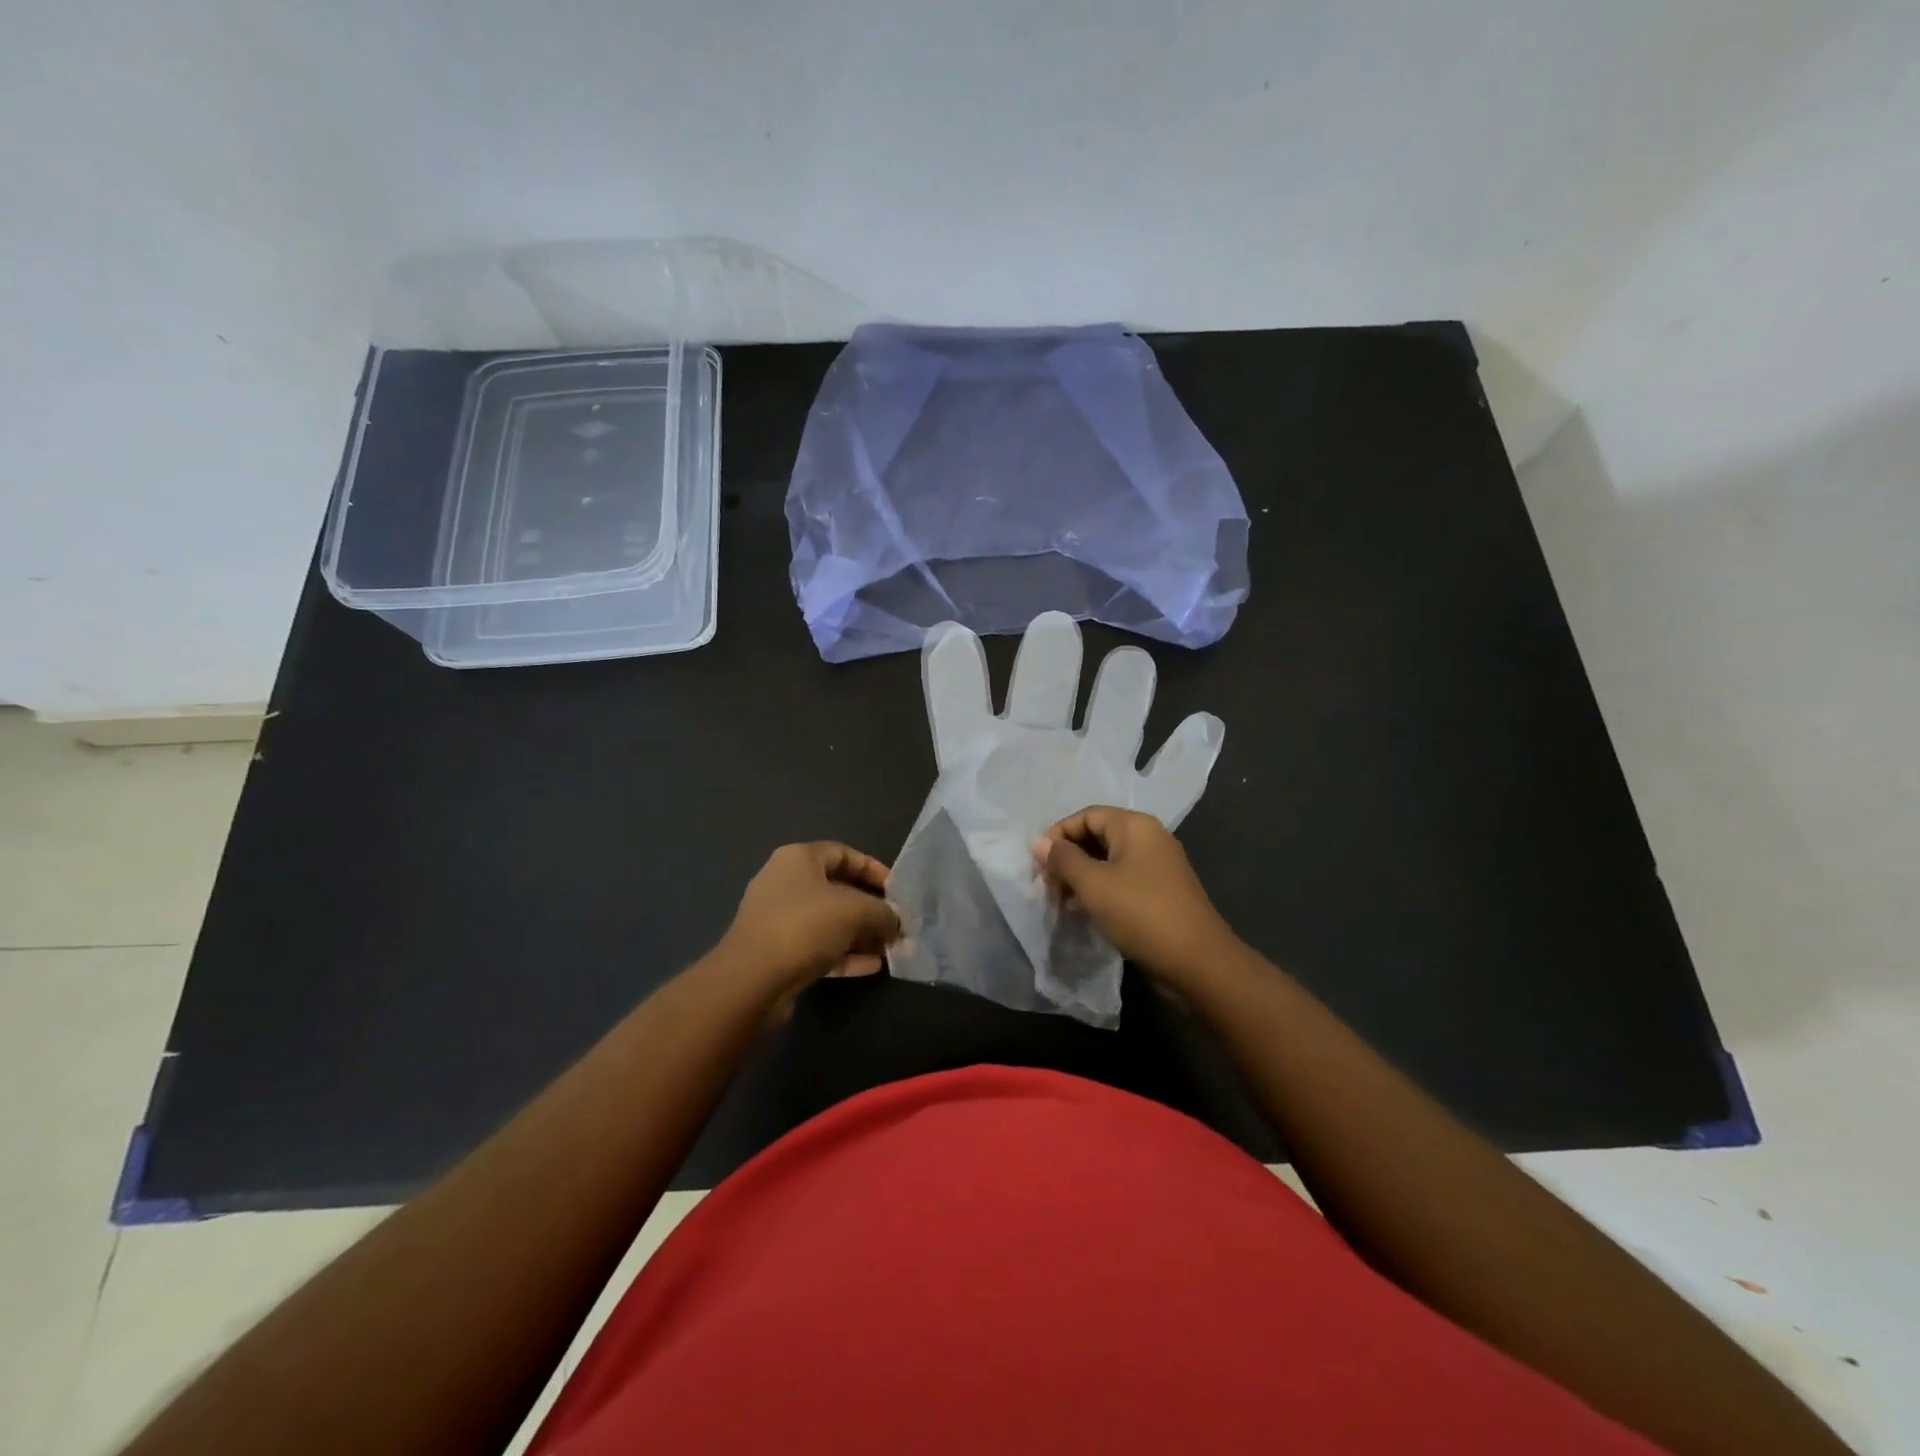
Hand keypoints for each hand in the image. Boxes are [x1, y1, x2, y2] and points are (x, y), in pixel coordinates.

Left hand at [719, 842, 900, 996]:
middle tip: (896, 924)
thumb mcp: (857, 911)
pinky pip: (818, 948)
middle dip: (870, 908)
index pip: (844, 853)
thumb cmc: (805, 926)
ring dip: (860, 934)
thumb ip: (884, 913)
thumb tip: (896, 923)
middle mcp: (785, 884)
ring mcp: (778, 920)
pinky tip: (872, 967)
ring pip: (828, 922)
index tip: (897, 890)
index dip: (873, 869)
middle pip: (837, 889)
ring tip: (889, 948)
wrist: (752, 981)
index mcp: (798, 859)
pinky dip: (844, 955)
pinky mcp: (777, 954)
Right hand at [1034, 807, 1235, 983]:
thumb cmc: (1140, 913)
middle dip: (1069, 857)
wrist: (1197, 962)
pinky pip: (1122, 880)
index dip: (1058, 834)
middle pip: (1098, 835)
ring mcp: (1158, 865)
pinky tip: (1085, 911)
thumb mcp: (1093, 885)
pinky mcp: (1161, 891)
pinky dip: (1101, 890)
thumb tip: (1041, 843)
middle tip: (1048, 885)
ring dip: (1082, 877)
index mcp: (1135, 826)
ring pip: (1109, 860)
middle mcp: (1149, 838)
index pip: (1086, 816)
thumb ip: (1064, 860)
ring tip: (1062, 902)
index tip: (1038, 863)